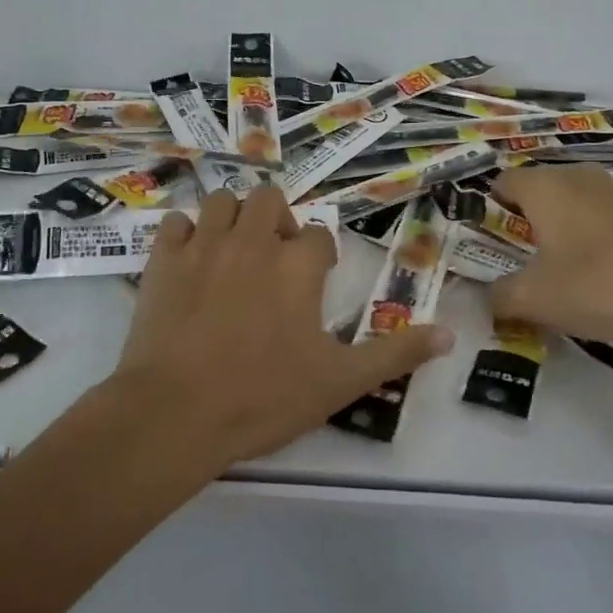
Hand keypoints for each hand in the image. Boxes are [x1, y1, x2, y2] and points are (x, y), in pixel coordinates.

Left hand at [113, 185, 452, 464]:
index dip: (320, 255)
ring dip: (232, 217)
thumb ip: (395, 354)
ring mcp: (205, 245)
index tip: (316, 280)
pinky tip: (188, 260)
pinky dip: (183, 234)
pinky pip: (174, 223)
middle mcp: (254, 240)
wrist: (175, 414)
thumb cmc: (263, 397)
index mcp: (298, 265)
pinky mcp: (164, 259)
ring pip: (221, 200)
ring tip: (233, 251)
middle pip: (270, 198)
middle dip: (276, 219)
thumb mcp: (341, 382)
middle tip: (273, 257)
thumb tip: (449, 334)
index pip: (319, 235)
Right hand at [490, 164, 612, 363]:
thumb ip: (499, 296)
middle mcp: (575, 176)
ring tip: (556, 268)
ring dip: (556, 227)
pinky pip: (596, 214)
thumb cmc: (598, 287)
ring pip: (568, 201)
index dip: (488, 210)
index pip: (501, 182)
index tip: (488, 244)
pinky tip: (595, 271)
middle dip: (522, 221)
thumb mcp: (535, 300)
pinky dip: (587, 234)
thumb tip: (486, 298)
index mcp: (543, 186)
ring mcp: (611, 190)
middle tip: (518, 260)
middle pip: (534, 189)